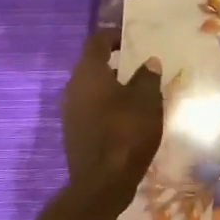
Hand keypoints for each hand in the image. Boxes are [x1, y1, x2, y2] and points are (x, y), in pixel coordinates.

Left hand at [62, 31, 162, 206]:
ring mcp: (70, 112)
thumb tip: (149, 62)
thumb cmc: (126, 133)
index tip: (132, 39)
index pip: (96, 41)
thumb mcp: (147, 101)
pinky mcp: (74, 132)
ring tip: (138, 92)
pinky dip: (107, 106)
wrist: (102, 182)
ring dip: (111, 87)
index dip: (114, 36)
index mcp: (89, 73)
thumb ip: (147, 77)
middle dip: (115, 63)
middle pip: (92, 65)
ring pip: (91, 89)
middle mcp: (73, 88)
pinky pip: (91, 108)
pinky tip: (127, 116)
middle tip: (140, 66)